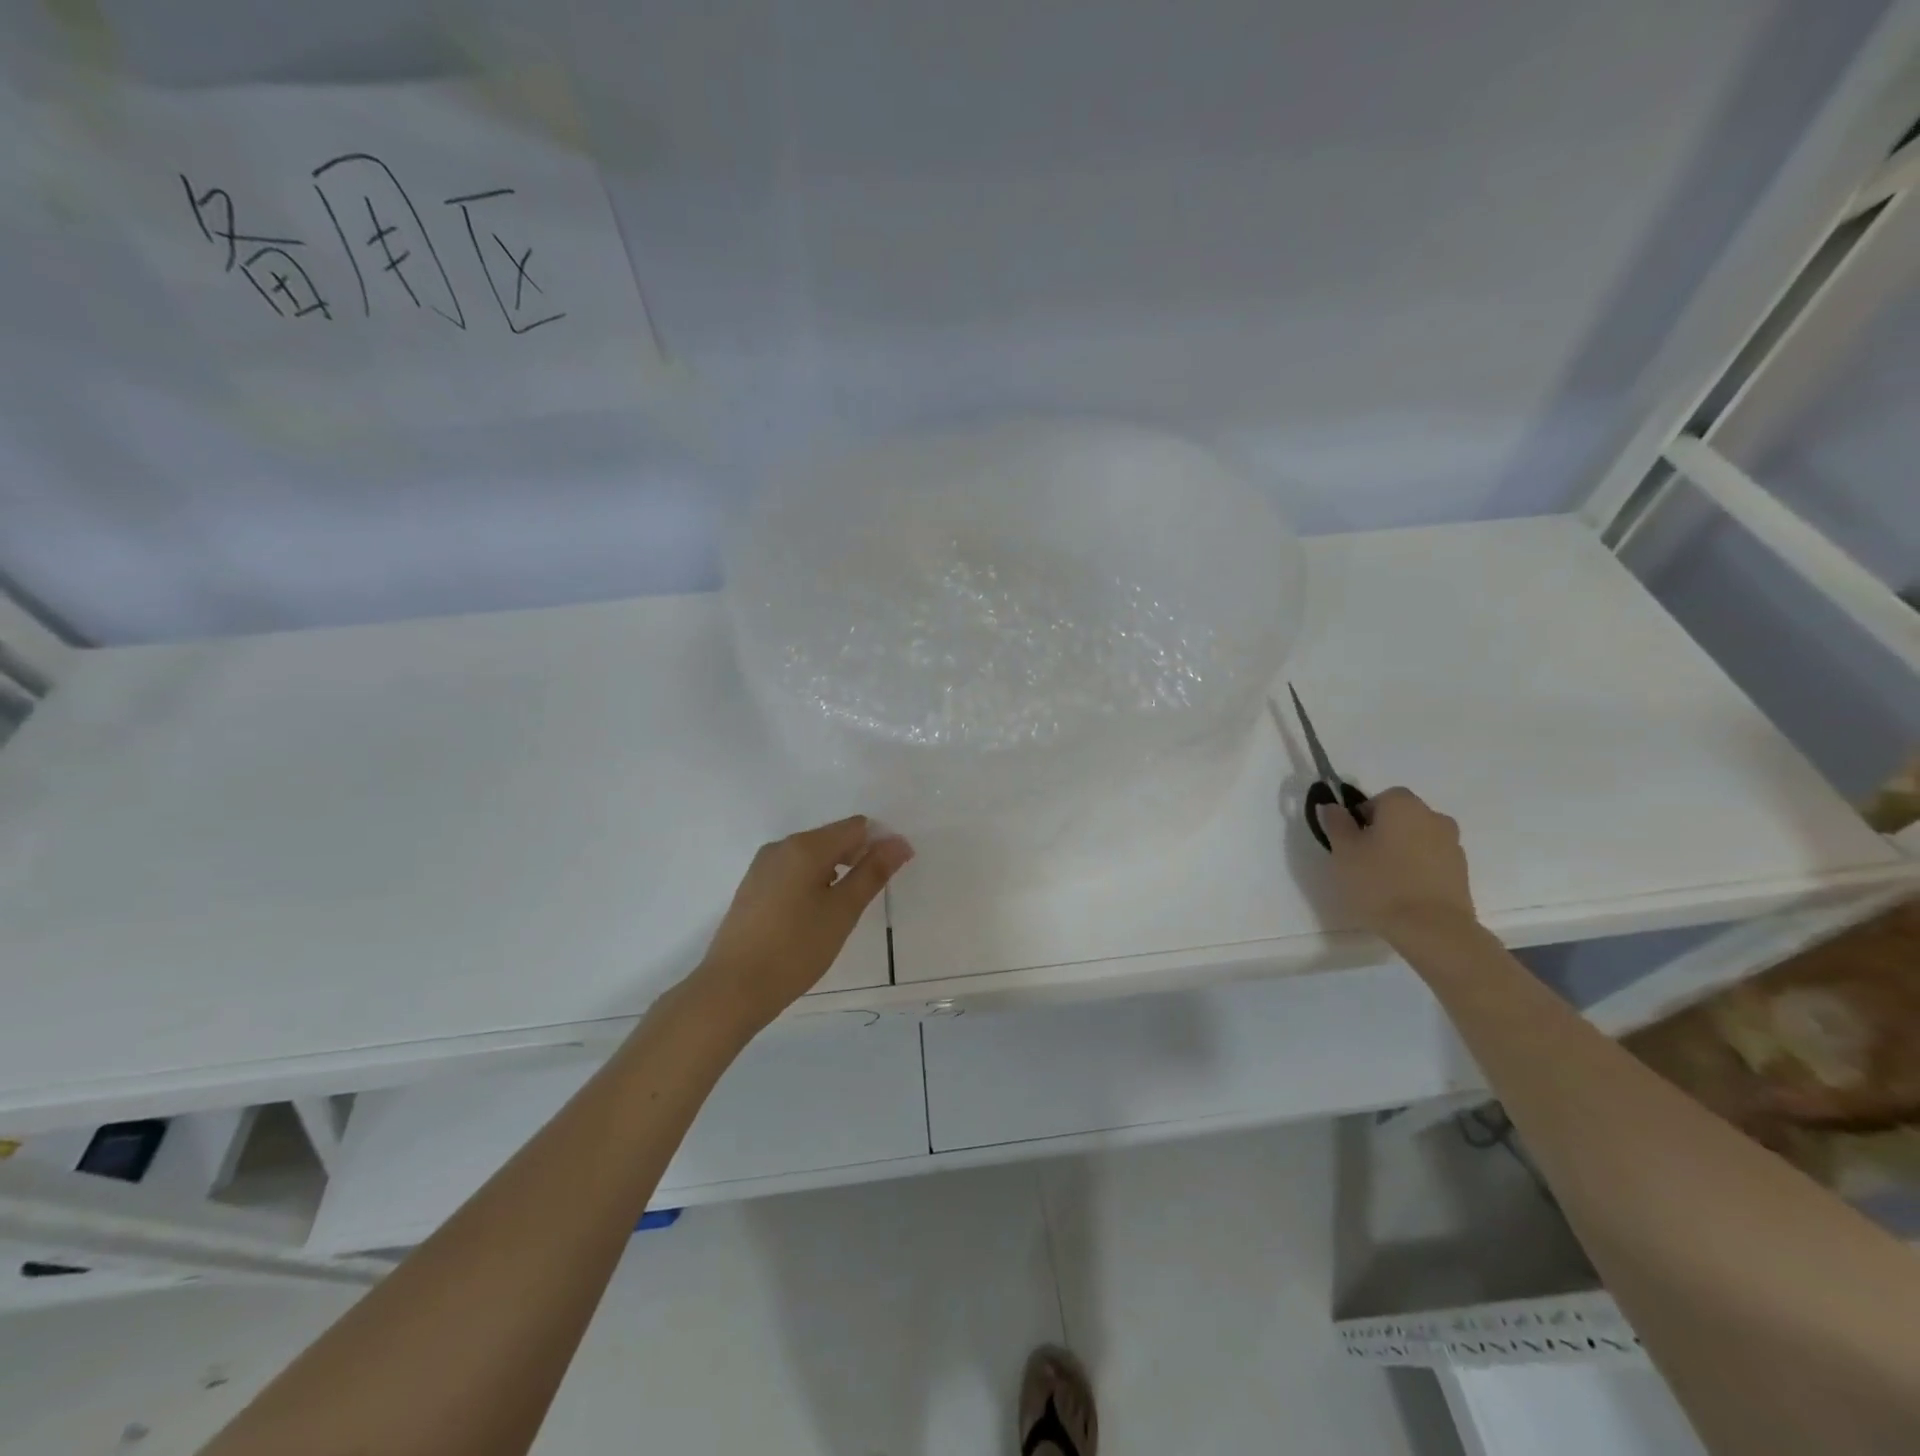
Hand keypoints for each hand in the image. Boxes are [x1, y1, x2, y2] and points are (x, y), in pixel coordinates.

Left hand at [688, 816, 912, 1036]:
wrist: (732, 989)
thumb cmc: (795, 948)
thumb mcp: (843, 911)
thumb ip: (873, 872)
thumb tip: (899, 842)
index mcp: (805, 846)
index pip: (855, 827)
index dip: (879, 845)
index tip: (889, 876)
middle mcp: (781, 847)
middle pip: (832, 838)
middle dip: (857, 859)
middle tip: (866, 899)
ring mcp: (762, 867)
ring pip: (811, 857)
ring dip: (834, 874)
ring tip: (841, 912)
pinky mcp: (752, 888)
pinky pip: (792, 872)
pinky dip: (812, 884)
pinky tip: (813, 916)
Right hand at [1318, 786, 1476, 941]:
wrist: (1432, 929)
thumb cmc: (1379, 883)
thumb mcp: (1343, 852)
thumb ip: (1336, 823)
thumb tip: (1333, 806)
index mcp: (1403, 805)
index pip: (1379, 798)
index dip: (1362, 817)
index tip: (1351, 841)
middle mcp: (1433, 816)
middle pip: (1401, 816)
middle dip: (1383, 831)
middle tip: (1364, 859)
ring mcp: (1452, 844)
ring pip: (1418, 838)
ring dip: (1403, 849)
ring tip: (1385, 879)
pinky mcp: (1462, 871)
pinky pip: (1432, 859)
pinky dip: (1419, 868)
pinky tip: (1405, 892)